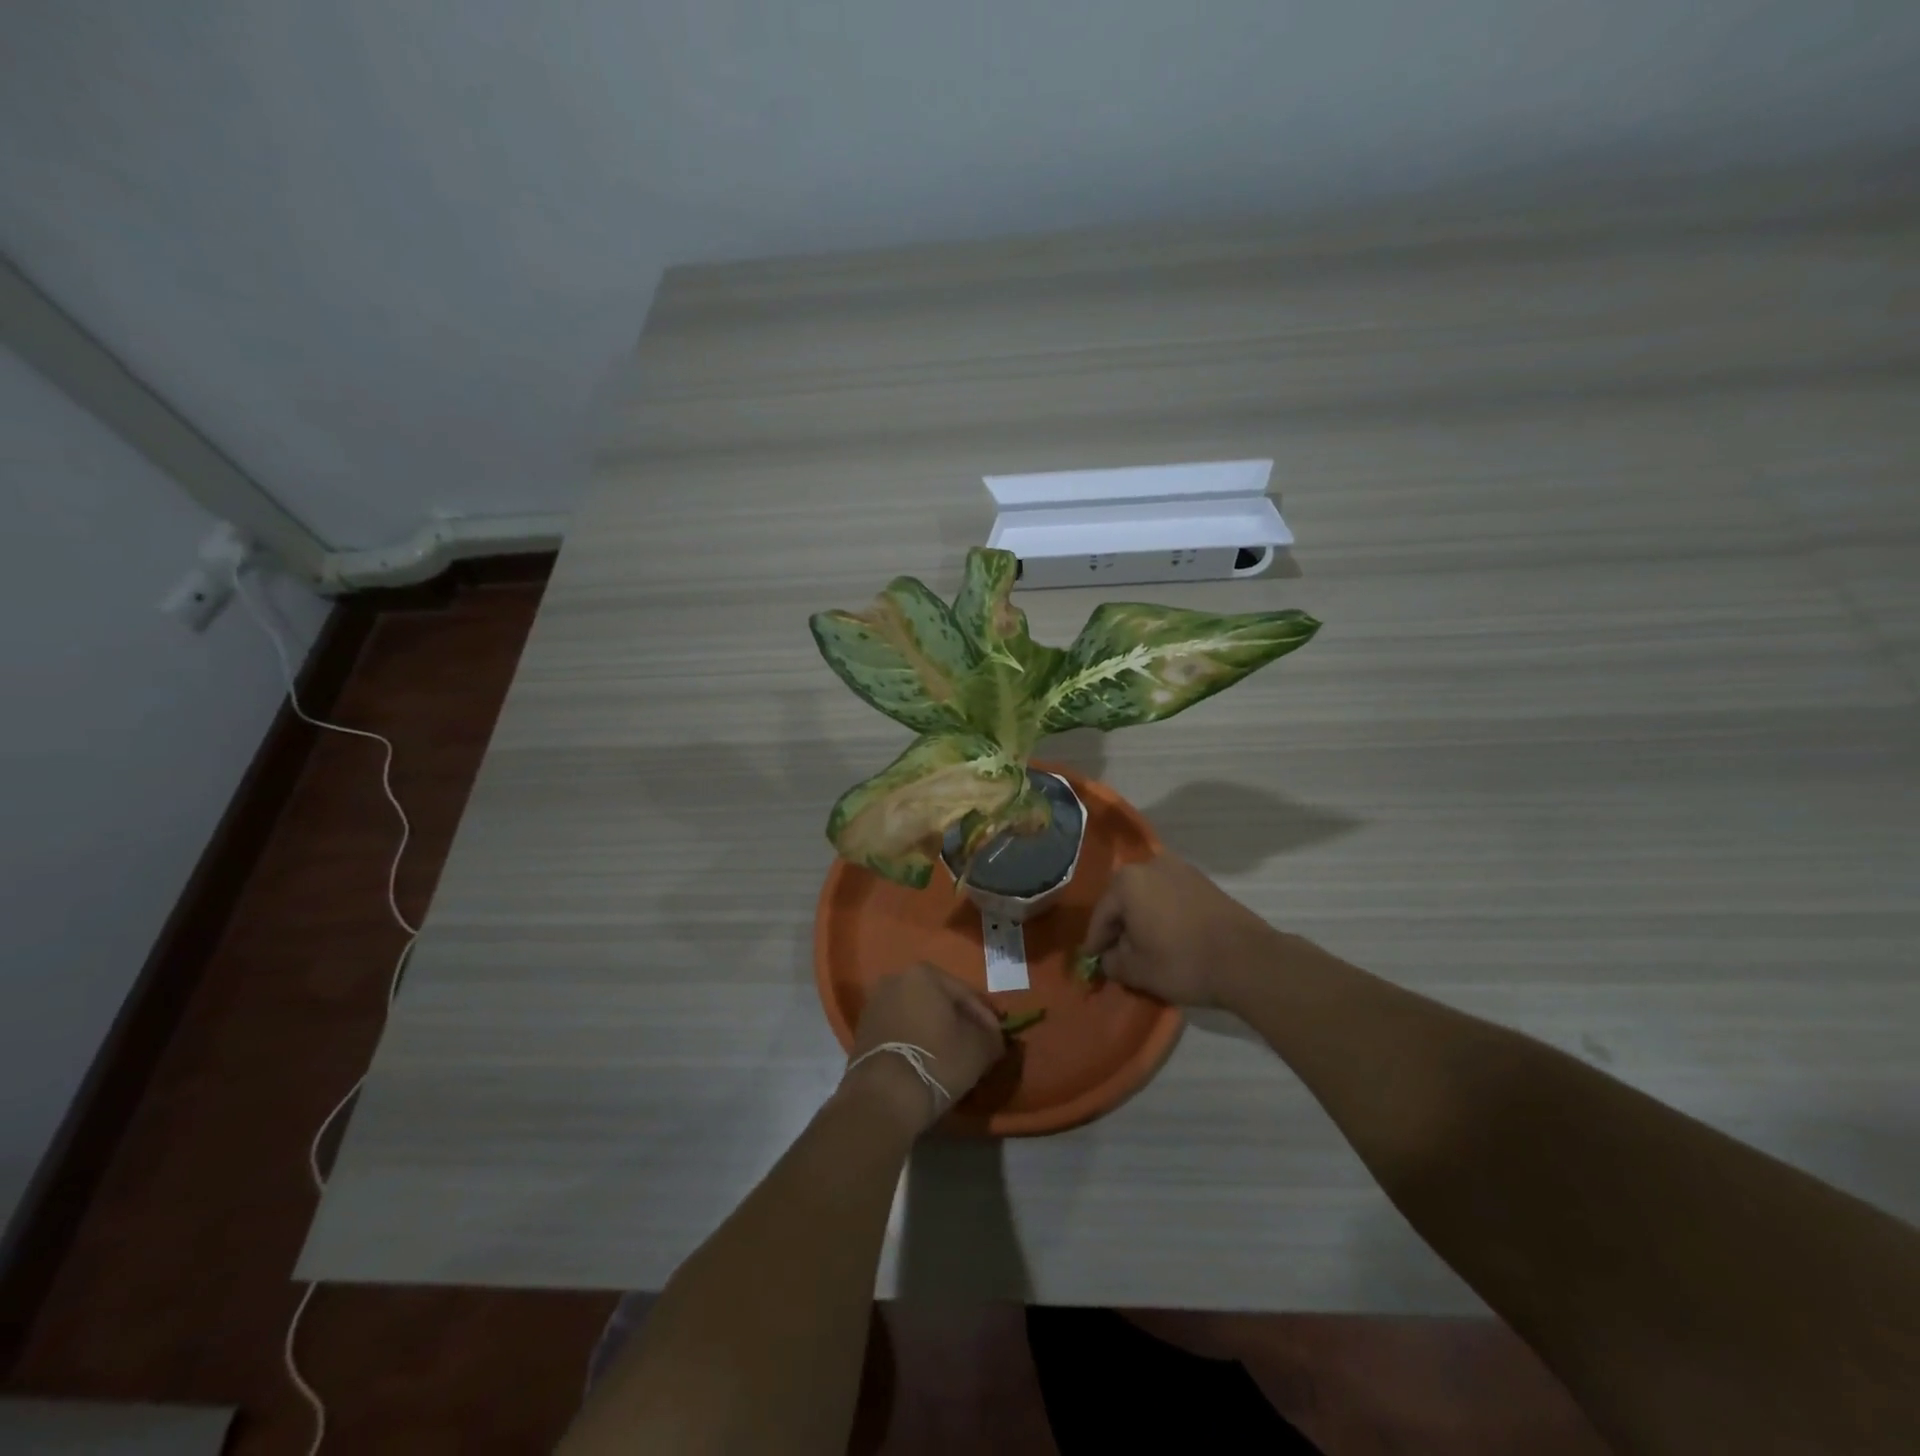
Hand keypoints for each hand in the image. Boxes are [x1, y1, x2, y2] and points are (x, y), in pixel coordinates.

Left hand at [842, 962, 1006, 1132]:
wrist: (884, 1096)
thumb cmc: (937, 1060)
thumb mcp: (979, 1048)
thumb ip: (992, 1036)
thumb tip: (994, 1038)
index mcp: (924, 973)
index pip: (966, 994)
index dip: (986, 1018)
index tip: (997, 1040)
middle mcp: (895, 979)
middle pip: (939, 1002)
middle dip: (959, 1022)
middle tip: (976, 1046)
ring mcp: (875, 1004)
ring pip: (918, 1016)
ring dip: (936, 1032)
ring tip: (952, 1057)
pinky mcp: (862, 1031)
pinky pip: (900, 1031)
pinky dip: (916, 1042)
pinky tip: (928, 1063)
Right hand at [1080, 853, 1279, 1007]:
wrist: (1247, 960)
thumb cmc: (1182, 962)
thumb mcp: (1136, 970)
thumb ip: (1112, 962)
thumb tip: (1109, 958)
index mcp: (1127, 881)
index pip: (1102, 914)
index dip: (1095, 942)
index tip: (1092, 962)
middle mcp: (1151, 865)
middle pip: (1124, 900)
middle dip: (1119, 927)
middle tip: (1116, 955)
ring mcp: (1181, 870)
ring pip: (1148, 897)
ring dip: (1142, 920)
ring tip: (1144, 948)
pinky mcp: (1204, 882)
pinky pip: (1171, 898)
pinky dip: (1163, 916)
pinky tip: (1168, 938)